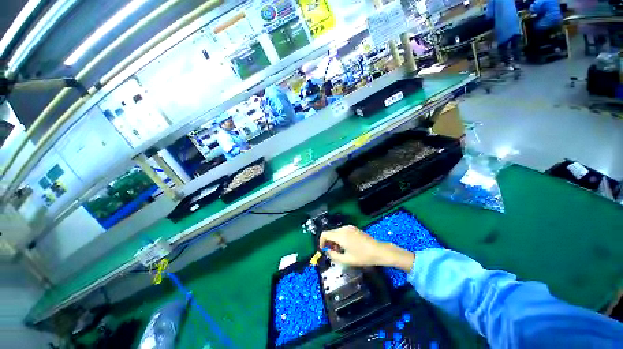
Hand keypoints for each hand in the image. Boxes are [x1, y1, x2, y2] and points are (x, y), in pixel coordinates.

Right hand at [319, 225, 414, 271]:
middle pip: (330, 233)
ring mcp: (349, 227)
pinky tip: (346, 246)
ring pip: (336, 232)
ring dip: (334, 240)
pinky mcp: (353, 228)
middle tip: (332, 252)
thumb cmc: (363, 257)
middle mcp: (343, 229)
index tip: (323, 250)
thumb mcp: (347, 260)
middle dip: (328, 242)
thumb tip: (327, 252)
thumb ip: (334, 256)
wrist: (378, 251)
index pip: (325, 234)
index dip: (321, 242)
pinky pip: (342, 231)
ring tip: (340, 250)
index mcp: (340, 235)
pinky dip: (340, 237)